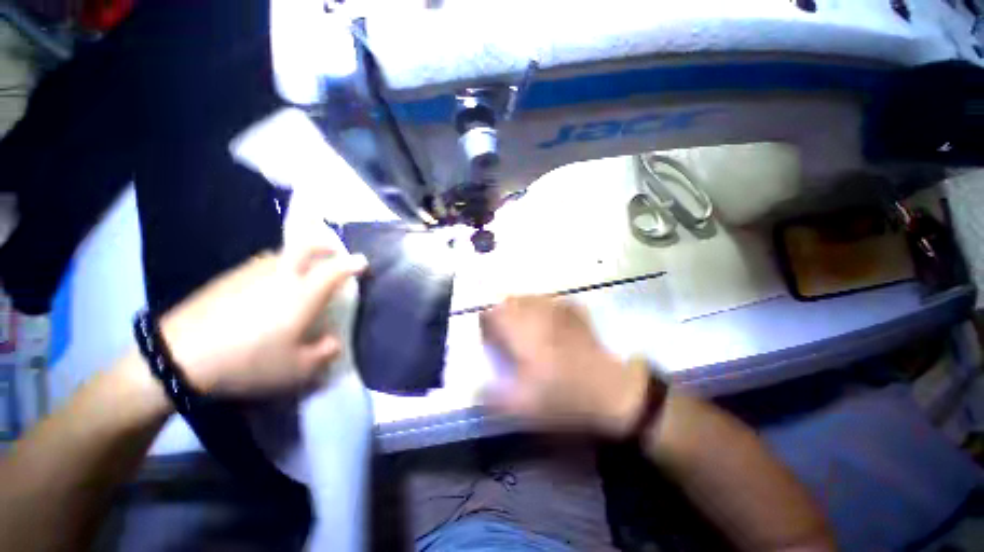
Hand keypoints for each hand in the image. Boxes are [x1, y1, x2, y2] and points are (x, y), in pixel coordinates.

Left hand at [159, 246, 366, 397]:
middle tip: (334, 252)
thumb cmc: (249, 361)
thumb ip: (325, 354)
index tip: (363, 262)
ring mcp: (252, 272)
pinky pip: (262, 263)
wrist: (179, 356)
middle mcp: (282, 275)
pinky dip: (276, 265)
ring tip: (302, 269)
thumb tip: (333, 342)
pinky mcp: (228, 277)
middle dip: (326, 245)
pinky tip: (269, 283)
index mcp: (304, 293)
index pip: (336, 270)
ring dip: (299, 254)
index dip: (353, 264)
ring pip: (283, 252)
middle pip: (307, 246)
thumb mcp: (297, 369)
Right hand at [480, 296, 649, 437]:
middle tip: (504, 332)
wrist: (612, 390)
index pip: (492, 312)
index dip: (485, 322)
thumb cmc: (565, 396)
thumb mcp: (523, 407)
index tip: (488, 336)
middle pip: (509, 300)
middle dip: (501, 313)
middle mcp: (536, 313)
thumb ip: (493, 398)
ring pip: (529, 297)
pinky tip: (547, 321)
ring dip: (520, 308)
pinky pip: (551, 301)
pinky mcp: (574, 312)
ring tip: (523, 325)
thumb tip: (476, 389)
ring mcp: (558, 309)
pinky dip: (543, 307)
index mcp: (520, 331)